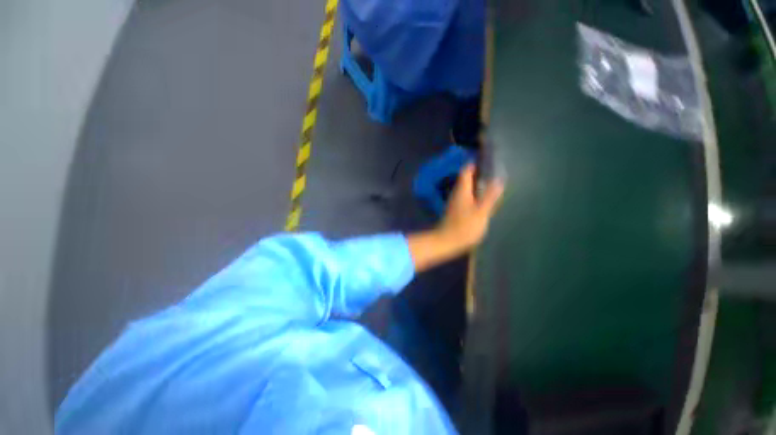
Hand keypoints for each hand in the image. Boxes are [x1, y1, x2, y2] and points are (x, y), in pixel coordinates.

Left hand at [407, 163, 503, 271]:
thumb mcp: (481, 212)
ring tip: (491, 183)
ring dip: (476, 184)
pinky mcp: (455, 210)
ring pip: (466, 188)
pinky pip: (466, 197)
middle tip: (493, 171)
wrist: (447, 242)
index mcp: (462, 190)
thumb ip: (490, 196)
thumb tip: (498, 180)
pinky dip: (474, 194)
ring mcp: (455, 202)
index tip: (486, 159)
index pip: (466, 170)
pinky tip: (483, 199)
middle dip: (478, 173)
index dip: (474, 163)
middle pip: (466, 178)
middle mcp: (456, 193)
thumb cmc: (464, 227)